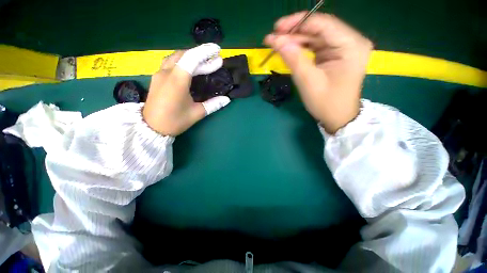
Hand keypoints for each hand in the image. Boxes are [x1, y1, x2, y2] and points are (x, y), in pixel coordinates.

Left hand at [142, 43, 230, 135]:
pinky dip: (183, 62)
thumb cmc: (175, 121)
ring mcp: (159, 74)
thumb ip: (213, 105)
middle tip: (216, 60)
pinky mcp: (157, 78)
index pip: (191, 59)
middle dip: (202, 55)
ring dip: (192, 57)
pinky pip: (171, 63)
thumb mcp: (197, 113)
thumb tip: (227, 99)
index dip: (205, 52)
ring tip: (205, 61)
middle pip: (184, 56)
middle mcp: (166, 73)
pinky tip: (191, 68)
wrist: (151, 128)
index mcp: (177, 81)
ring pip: (176, 57)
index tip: (217, 50)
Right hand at [264, 12, 372, 133]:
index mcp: (351, 46)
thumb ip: (294, 59)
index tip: (277, 28)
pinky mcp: (336, 55)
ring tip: (277, 43)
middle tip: (273, 37)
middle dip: (295, 32)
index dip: (298, 23)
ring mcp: (344, 48)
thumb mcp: (308, 82)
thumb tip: (276, 40)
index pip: (323, 24)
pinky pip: (316, 46)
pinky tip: (288, 49)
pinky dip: (301, 47)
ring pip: (316, 36)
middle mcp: (351, 42)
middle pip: (319, 29)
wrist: (338, 117)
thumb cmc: (326, 103)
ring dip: (296, 40)